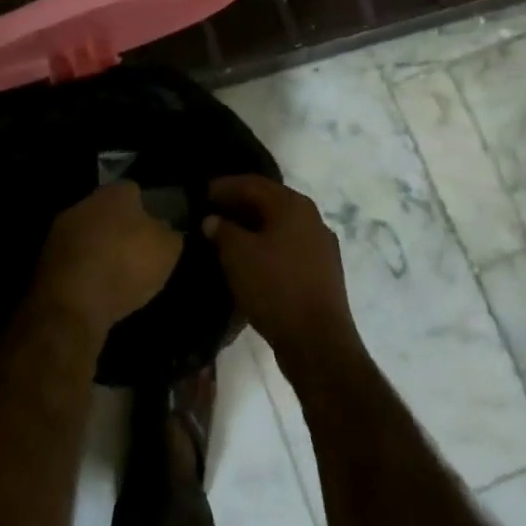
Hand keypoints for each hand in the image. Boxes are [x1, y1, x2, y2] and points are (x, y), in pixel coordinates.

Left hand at [33, 182, 182, 339]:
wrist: (71, 303)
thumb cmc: (125, 266)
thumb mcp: (167, 251)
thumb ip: (170, 234)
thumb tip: (166, 230)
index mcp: (115, 192)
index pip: (135, 191)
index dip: (148, 210)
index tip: (156, 233)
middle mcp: (85, 202)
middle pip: (109, 211)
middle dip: (121, 228)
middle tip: (137, 253)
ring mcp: (60, 229)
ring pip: (89, 234)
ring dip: (100, 249)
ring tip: (117, 276)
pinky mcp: (45, 258)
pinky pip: (74, 259)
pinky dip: (85, 270)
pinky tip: (96, 289)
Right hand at [205, 177, 359, 373]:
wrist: (318, 341)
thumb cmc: (275, 287)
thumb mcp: (238, 255)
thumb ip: (222, 230)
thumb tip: (213, 220)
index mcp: (293, 205)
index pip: (253, 184)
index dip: (225, 186)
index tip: (201, 192)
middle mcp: (312, 218)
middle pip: (269, 202)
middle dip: (239, 206)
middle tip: (212, 212)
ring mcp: (321, 246)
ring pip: (280, 227)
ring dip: (253, 228)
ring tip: (227, 237)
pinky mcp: (323, 272)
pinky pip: (289, 248)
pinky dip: (267, 247)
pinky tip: (252, 261)